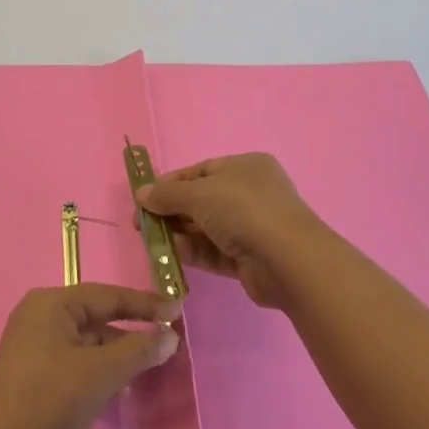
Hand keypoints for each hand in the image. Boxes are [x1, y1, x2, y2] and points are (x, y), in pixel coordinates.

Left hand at [0, 285, 180, 428]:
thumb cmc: (47, 407)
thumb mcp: (99, 375)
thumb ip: (138, 350)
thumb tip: (170, 334)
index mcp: (51, 304)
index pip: (108, 295)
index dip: (146, 304)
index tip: (180, 309)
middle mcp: (39, 316)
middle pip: (97, 316)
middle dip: (132, 330)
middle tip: (169, 341)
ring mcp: (33, 345)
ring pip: (87, 341)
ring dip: (117, 353)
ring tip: (149, 368)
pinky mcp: (32, 374)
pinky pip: (75, 360)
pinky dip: (99, 369)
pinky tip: (119, 388)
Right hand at [136, 152, 330, 308]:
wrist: (288, 260)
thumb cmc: (244, 210)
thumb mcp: (201, 194)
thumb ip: (168, 194)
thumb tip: (141, 193)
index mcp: (245, 167)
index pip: (200, 171)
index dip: (170, 183)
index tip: (143, 197)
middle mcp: (249, 193)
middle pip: (201, 200)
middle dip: (171, 210)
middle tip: (141, 224)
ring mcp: (251, 227)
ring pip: (206, 227)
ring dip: (179, 233)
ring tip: (148, 240)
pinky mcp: (248, 258)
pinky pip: (214, 251)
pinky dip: (193, 252)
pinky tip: (169, 256)